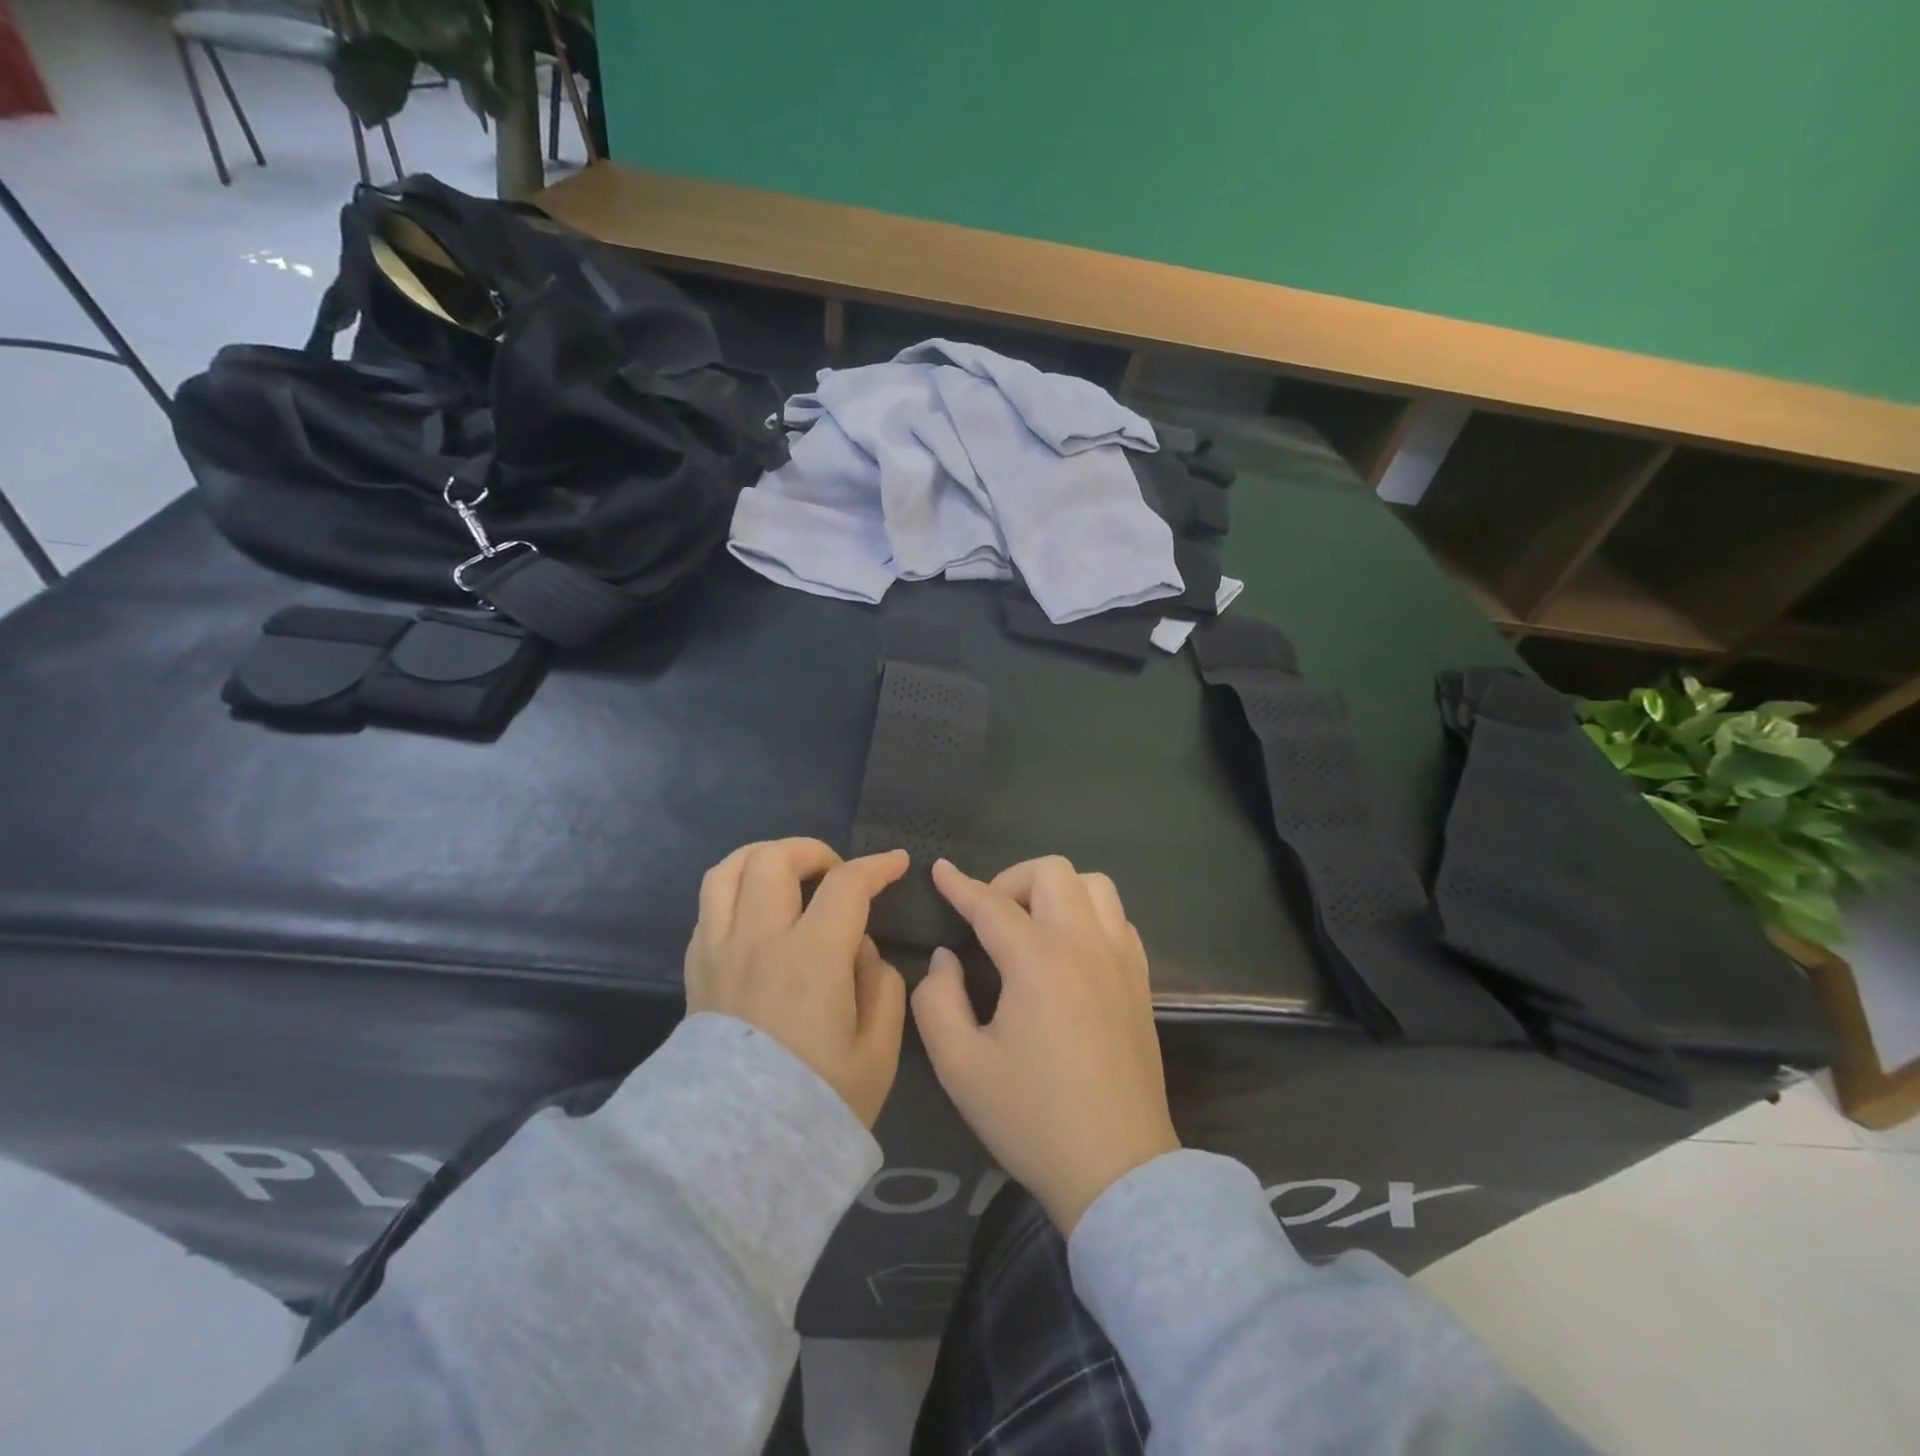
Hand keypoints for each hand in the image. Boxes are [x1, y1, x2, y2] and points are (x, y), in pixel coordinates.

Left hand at [685, 839, 909, 1126]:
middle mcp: (759, 940)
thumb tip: (862, 952)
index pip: (846, 885)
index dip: (876, 866)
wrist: (730, 1156)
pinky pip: (710, 906)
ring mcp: (719, 951)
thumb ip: (883, 988)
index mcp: (811, 958)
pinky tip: (758, 915)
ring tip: (789, 876)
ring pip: (729, 870)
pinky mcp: (695, 969)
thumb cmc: (814, 1103)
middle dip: (813, 851)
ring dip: (764, 858)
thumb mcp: (877, 1054)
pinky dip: (737, 892)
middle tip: (835, 875)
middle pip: (775, 858)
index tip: (895, 863)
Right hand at [912, 856, 1178, 1232]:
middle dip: (1012, 880)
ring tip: (1033, 926)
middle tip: (991, 918)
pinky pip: (1118, 918)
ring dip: (1057, 891)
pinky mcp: (1141, 980)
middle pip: (1053, 872)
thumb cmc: (1031, 1118)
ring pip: (1095, 885)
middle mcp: (1084, 945)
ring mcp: (1120, 959)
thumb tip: (947, 958)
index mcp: (1038, 961)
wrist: (1116, 1170)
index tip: (940, 870)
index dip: (960, 885)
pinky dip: (1089, 915)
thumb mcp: (960, 1066)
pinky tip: (1070, 950)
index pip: (991, 903)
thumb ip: (937, 999)